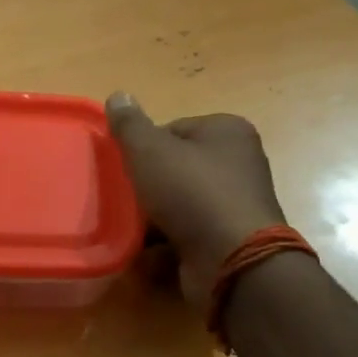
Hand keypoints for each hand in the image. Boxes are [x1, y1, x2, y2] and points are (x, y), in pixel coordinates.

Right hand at [105, 93, 287, 306]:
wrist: (232, 261)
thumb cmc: (191, 193)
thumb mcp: (149, 150)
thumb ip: (130, 124)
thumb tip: (118, 95)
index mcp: (228, 131)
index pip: (173, 129)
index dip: (144, 147)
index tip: (127, 167)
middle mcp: (239, 163)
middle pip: (176, 167)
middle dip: (148, 184)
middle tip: (124, 197)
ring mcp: (236, 203)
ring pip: (180, 202)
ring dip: (154, 215)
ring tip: (131, 225)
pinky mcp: (229, 239)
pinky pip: (188, 232)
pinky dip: (166, 240)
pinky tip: (145, 250)